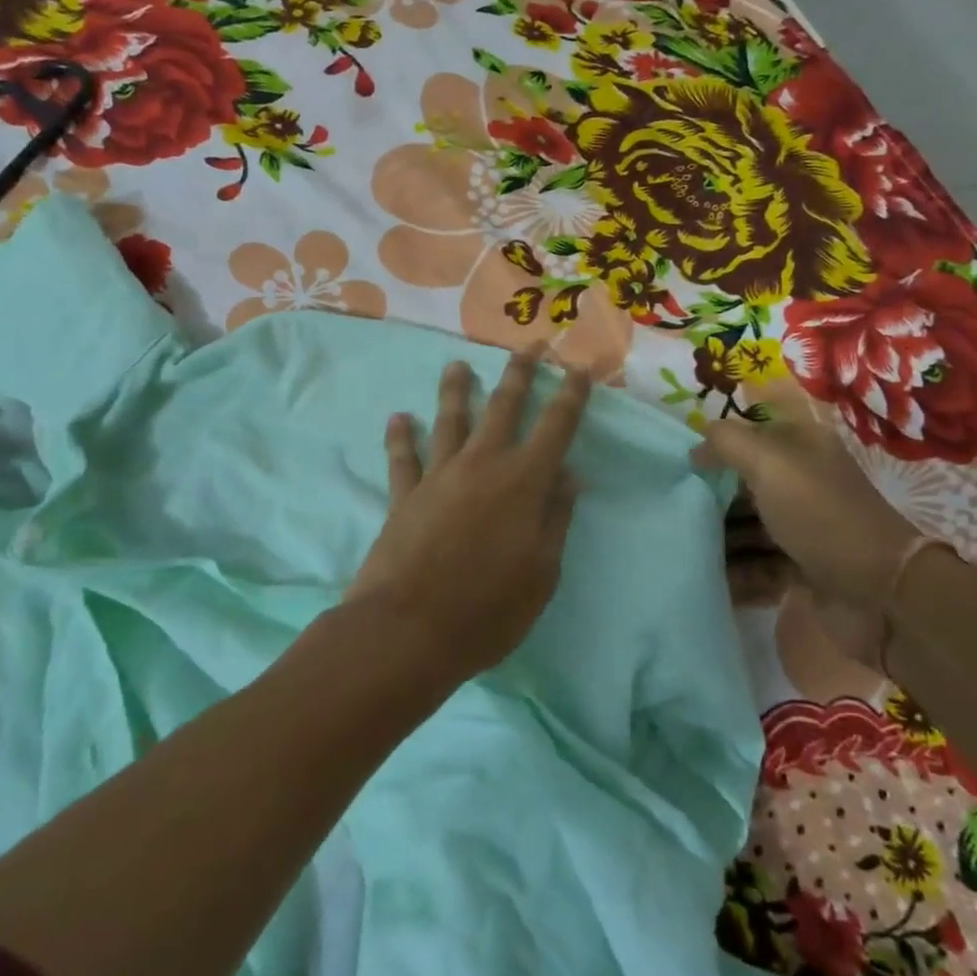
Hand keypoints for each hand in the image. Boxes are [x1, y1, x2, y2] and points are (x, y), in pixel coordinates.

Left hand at [349, 344, 591, 687]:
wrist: (409, 629)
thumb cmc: (488, 609)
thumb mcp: (542, 572)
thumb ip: (556, 519)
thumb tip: (570, 476)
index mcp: (524, 482)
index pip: (556, 427)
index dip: (570, 396)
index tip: (577, 369)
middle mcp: (482, 465)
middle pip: (504, 407)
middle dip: (519, 374)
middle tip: (527, 346)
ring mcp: (439, 476)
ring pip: (450, 420)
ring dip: (455, 390)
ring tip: (456, 365)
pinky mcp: (404, 495)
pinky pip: (402, 457)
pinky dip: (400, 436)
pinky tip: (399, 417)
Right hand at [691, 388, 920, 658]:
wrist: (879, 593)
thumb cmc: (820, 514)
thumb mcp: (770, 463)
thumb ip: (728, 443)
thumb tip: (697, 445)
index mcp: (803, 448)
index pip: (752, 433)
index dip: (719, 442)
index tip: (681, 459)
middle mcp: (803, 483)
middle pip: (746, 482)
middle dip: (712, 493)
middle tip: (675, 505)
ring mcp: (804, 527)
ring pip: (749, 525)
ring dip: (720, 536)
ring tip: (685, 544)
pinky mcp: (802, 568)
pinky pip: (758, 564)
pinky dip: (736, 571)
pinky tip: (709, 576)